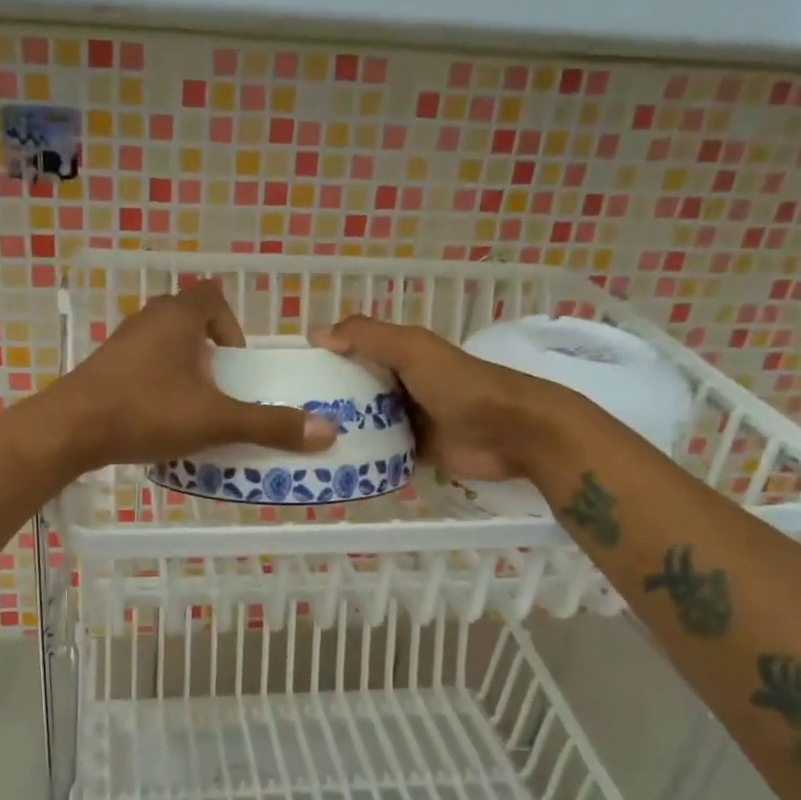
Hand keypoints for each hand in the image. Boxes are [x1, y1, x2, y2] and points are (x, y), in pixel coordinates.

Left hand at [48, 280, 338, 469]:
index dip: (232, 327)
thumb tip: (327, 433)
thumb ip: (270, 425)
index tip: (237, 365)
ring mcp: (120, 343)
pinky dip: (158, 385)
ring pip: (164, 346)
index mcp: (178, 316)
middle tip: (222, 391)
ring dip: (184, 371)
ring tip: (194, 409)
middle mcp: (148, 319)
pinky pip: (141, 367)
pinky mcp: (102, 368)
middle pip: (189, 321)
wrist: (70, 430)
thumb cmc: (147, 412)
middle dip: (211, 353)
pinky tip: (158, 420)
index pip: (213, 296)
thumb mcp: (216, 421)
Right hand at [312, 315, 570, 481]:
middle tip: (287, 417)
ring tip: (299, 446)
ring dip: (341, 432)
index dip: (324, 360)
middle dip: (326, 401)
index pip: (352, 353)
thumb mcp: (412, 349)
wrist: (513, 432)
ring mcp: (409, 421)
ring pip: (365, 425)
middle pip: (355, 391)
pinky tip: (332, 467)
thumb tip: (315, 332)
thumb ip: (367, 337)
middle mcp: (401, 386)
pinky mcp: (416, 453)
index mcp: (400, 356)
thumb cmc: (461, 384)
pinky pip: (381, 455)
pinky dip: (362, 459)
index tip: (288, 376)